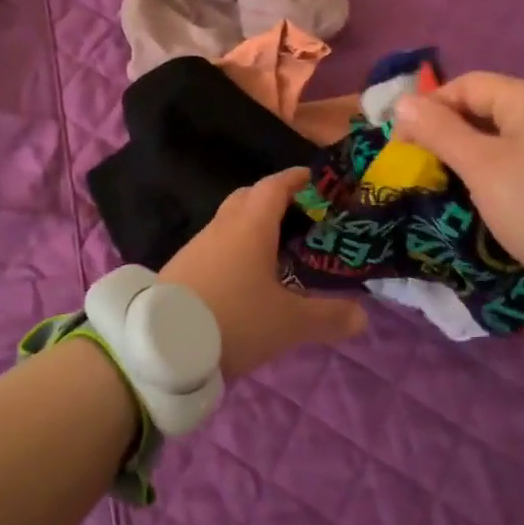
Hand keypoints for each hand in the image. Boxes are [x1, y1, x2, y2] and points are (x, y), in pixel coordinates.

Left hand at [159, 167, 367, 380]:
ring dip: (253, 227)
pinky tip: (245, 278)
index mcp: (250, 225)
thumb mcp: (289, 323)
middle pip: (249, 198)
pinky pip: (216, 246)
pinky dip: (235, 249)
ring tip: (278, 251)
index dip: (297, 179)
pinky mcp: (181, 268)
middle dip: (276, 200)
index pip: (276, 186)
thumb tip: (363, 316)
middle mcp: (222, 227)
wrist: (161, 345)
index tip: (317, 181)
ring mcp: (197, 246)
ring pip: (230, 223)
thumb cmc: (234, 319)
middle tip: (302, 218)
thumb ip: (328, 317)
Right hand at [392, 72, 523, 278]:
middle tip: (415, 160)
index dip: (429, 107)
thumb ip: (439, 130)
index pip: (467, 85)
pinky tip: (471, 188)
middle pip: (484, 106)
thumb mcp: (479, 165)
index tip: (400, 141)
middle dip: (445, 129)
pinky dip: (488, 166)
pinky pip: (515, 156)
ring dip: (464, 150)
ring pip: (498, 134)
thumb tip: (402, 102)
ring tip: (438, 175)